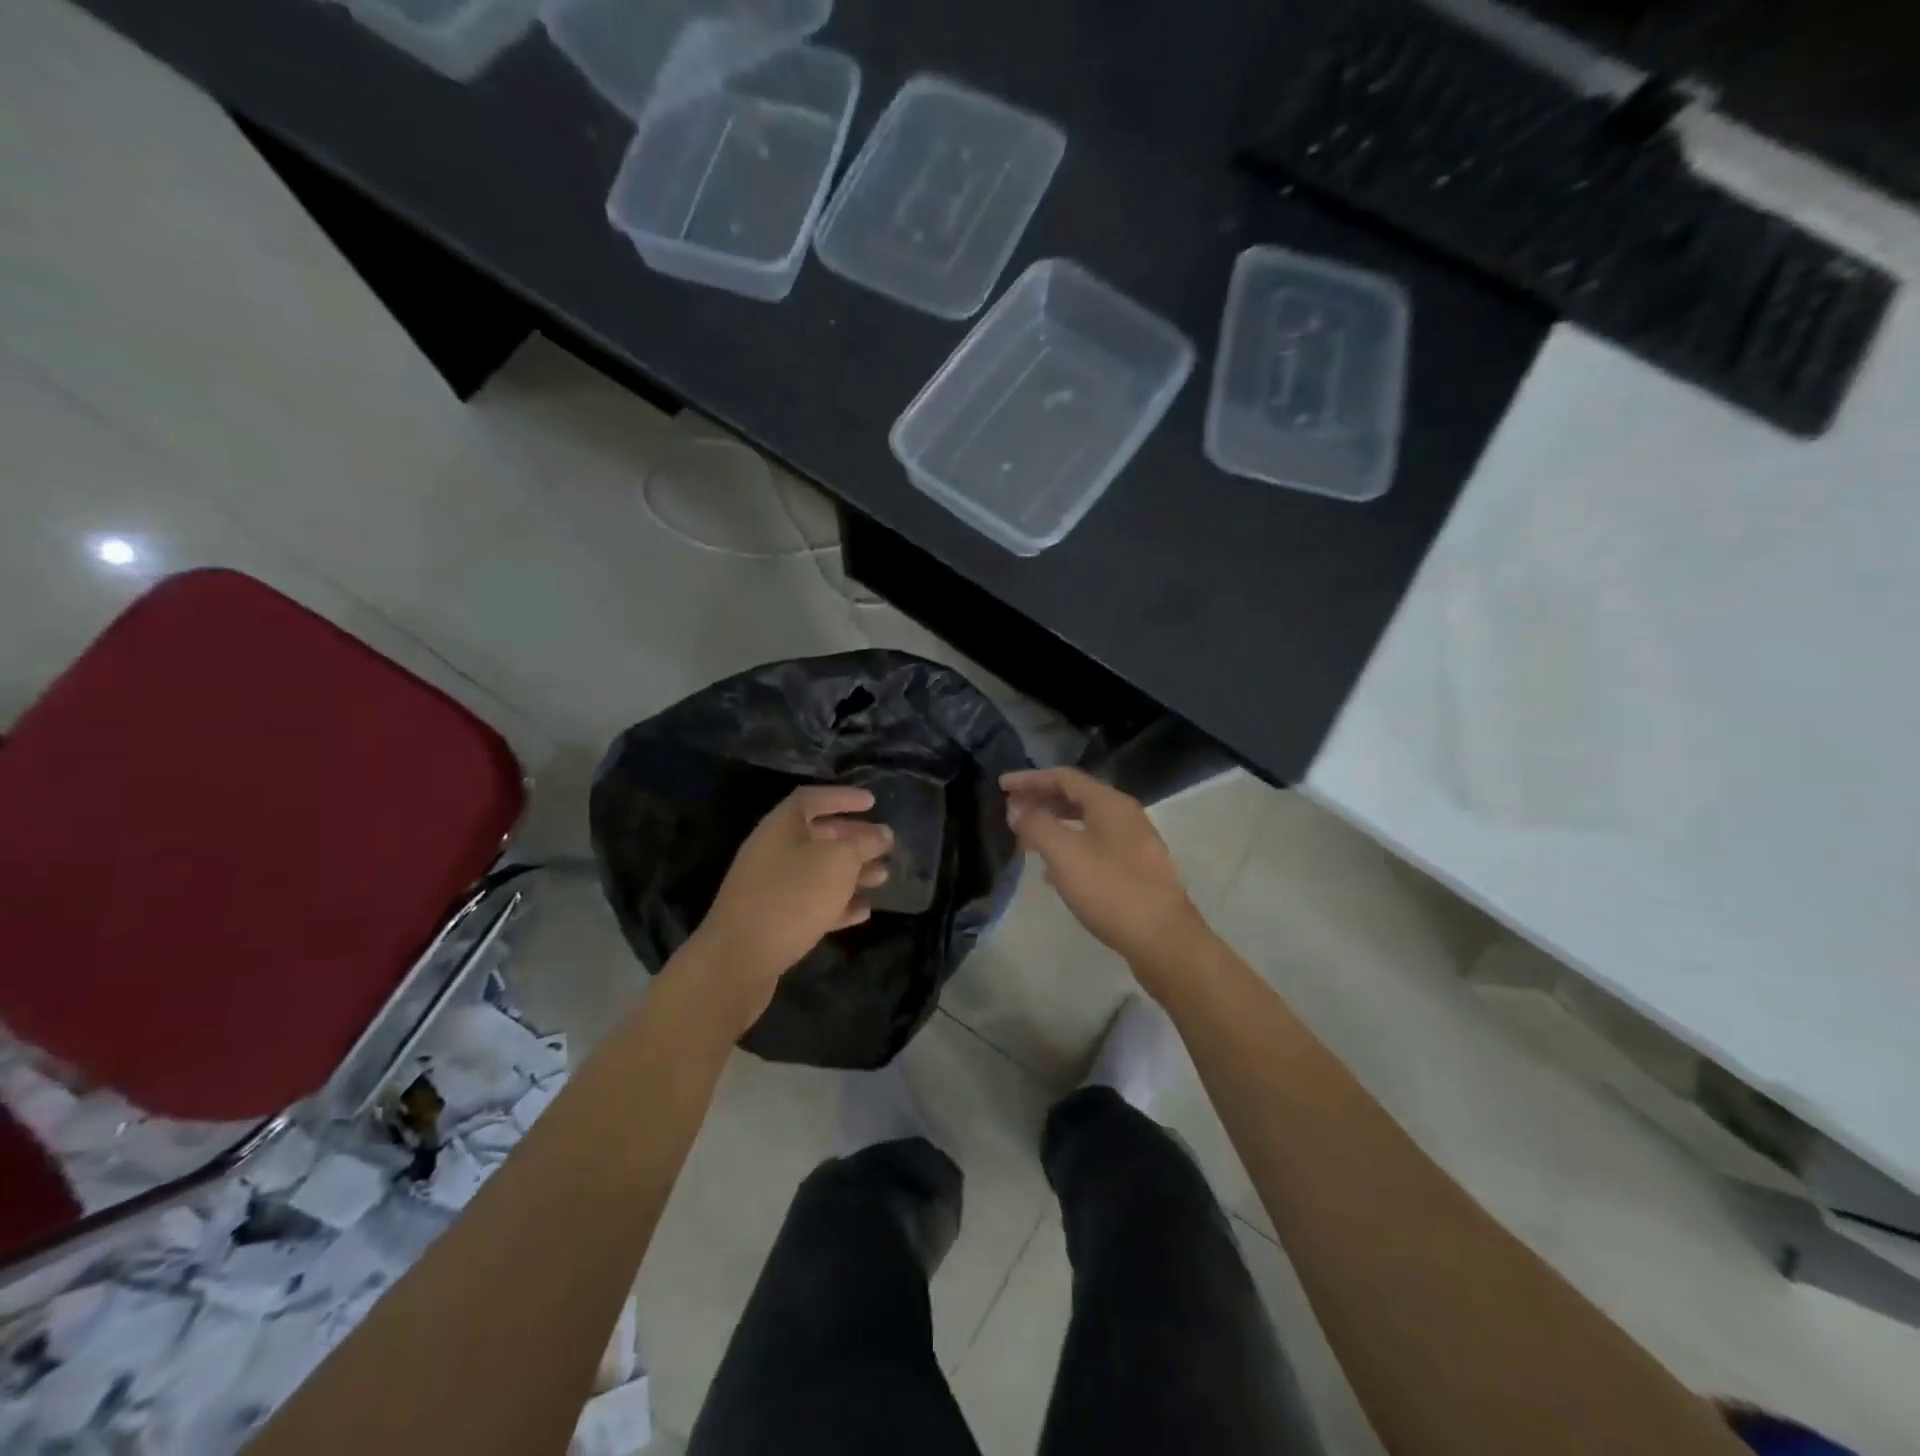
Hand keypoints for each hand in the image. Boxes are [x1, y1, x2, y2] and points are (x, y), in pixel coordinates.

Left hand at [687, 786, 891, 1021]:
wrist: (739, 960)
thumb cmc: (791, 897)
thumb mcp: (836, 862)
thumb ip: (861, 844)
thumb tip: (880, 835)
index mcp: (781, 826)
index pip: (812, 798)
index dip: (843, 797)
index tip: (873, 802)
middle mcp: (773, 851)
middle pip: (818, 836)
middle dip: (854, 838)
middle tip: (886, 845)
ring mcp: (771, 888)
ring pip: (819, 872)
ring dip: (852, 873)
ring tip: (883, 877)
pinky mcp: (775, 922)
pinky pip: (813, 904)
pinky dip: (839, 904)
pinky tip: (864, 911)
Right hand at [1001, 767, 1209, 980]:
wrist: (1163, 940)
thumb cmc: (1111, 890)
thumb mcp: (1065, 854)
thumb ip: (1037, 826)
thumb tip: (1017, 809)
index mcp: (1110, 803)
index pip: (1064, 777)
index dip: (1030, 779)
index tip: (1001, 785)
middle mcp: (1125, 816)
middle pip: (1076, 797)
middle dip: (1041, 800)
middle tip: (1010, 810)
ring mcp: (1134, 843)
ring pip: (1086, 823)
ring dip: (1054, 825)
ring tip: (1025, 839)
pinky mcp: (1136, 870)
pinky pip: (1095, 846)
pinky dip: (1070, 848)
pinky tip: (1053, 871)